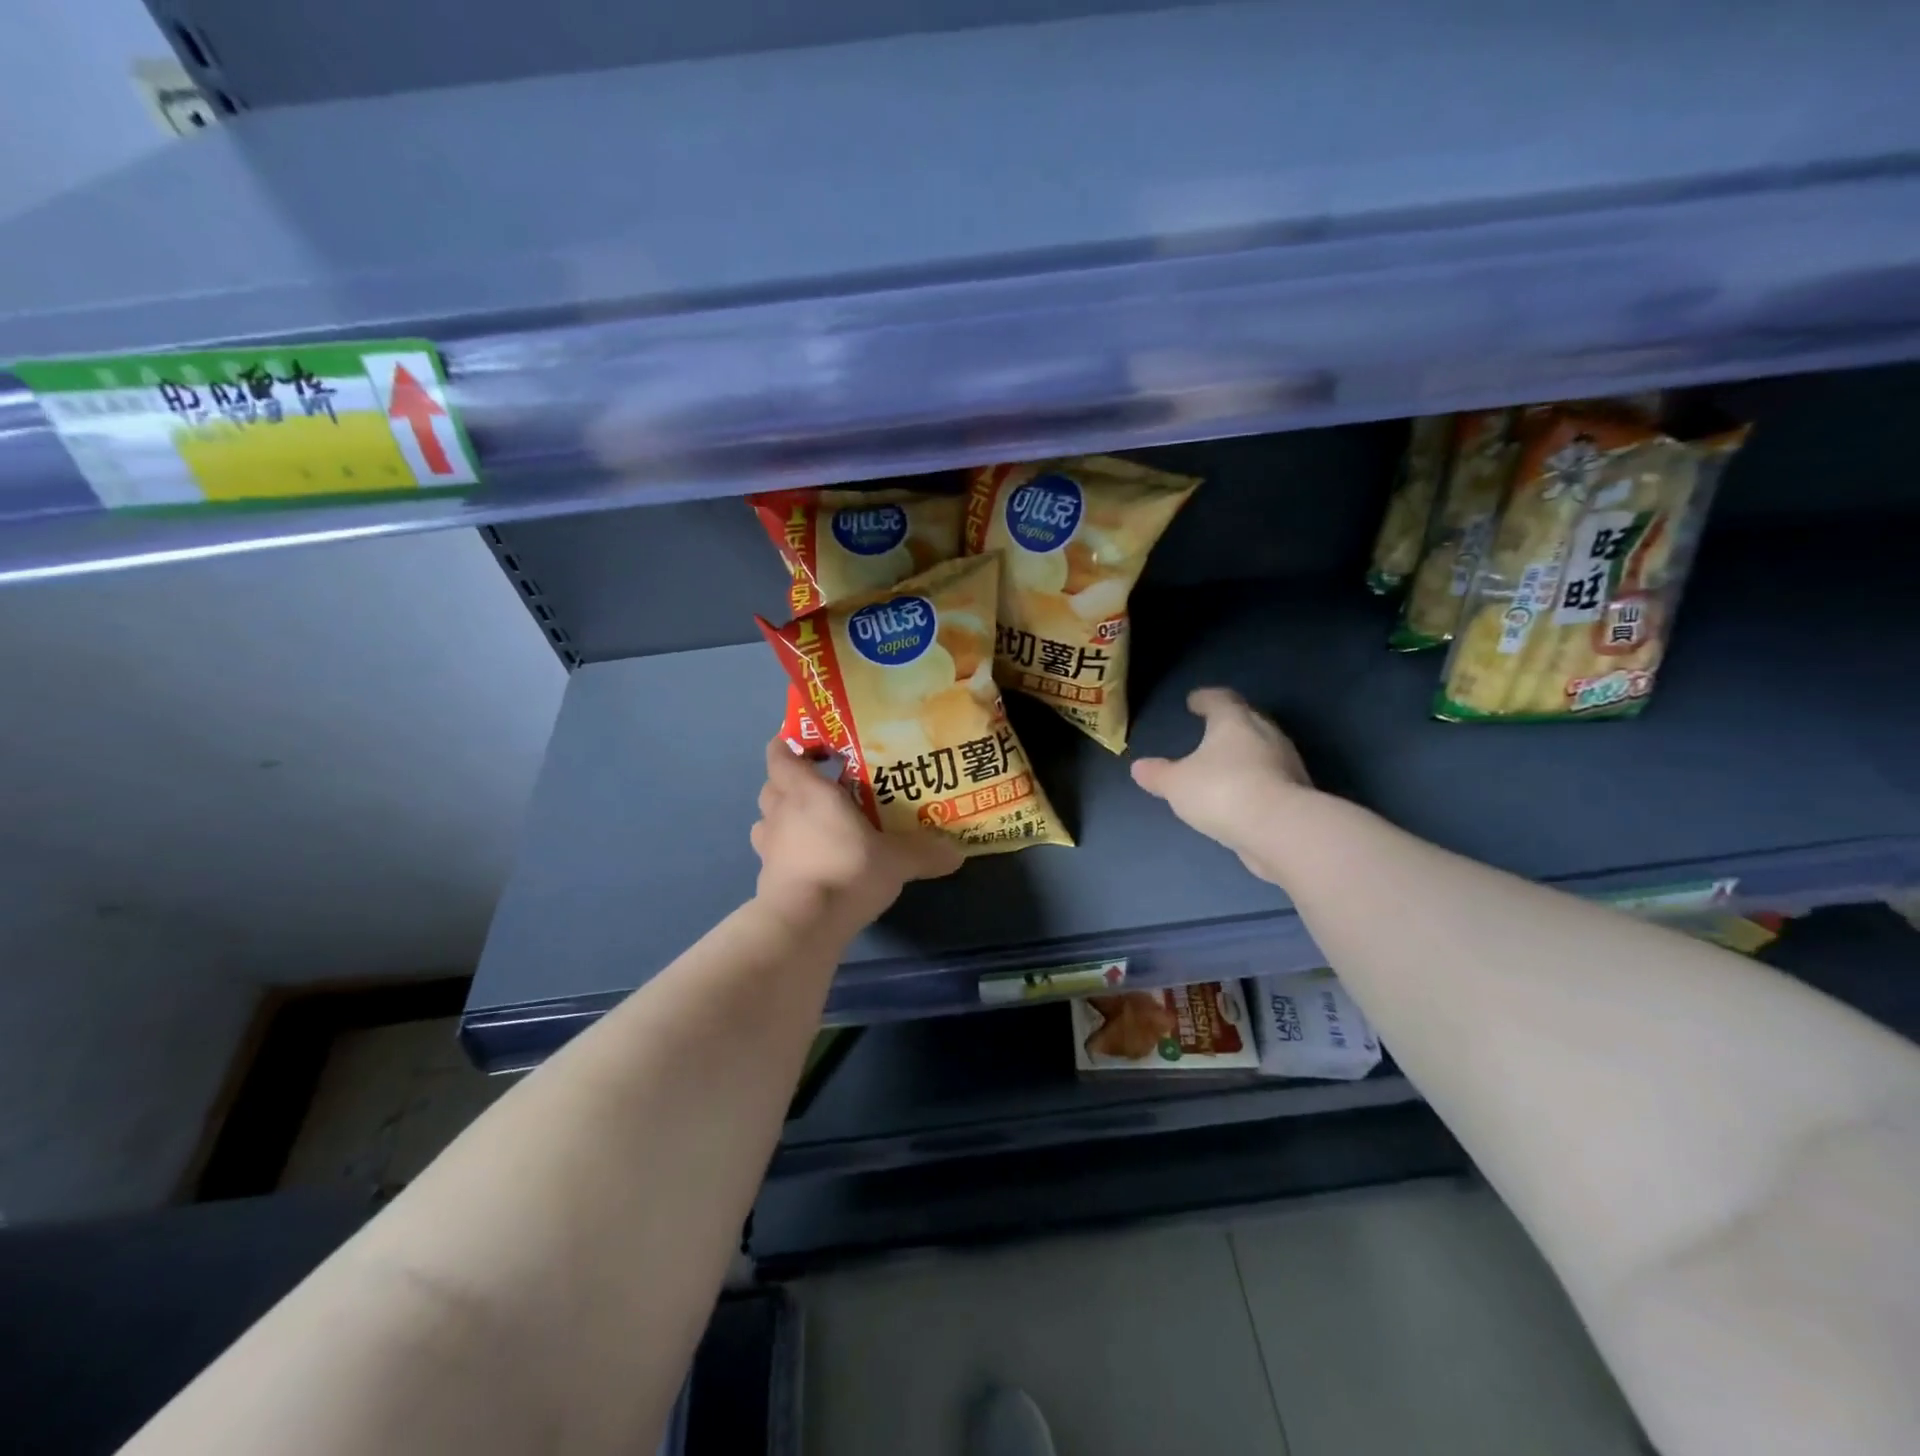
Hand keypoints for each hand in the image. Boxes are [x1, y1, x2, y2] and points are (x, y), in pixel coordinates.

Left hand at [751, 740, 962, 927]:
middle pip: (772, 785)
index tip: (815, 749)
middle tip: (823, 787)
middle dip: (791, 782)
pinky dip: (785, 851)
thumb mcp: (897, 861)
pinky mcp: (765, 877)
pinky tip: (810, 861)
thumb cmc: (847, 870)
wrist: (804, 924)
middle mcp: (781, 811)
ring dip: (783, 816)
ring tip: (812, 824)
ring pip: (767, 818)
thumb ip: (924, 853)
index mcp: (807, 791)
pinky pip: (771, 852)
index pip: (780, 755)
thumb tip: (956, 853)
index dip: (790, 746)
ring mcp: (769, 846)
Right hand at [1130, 688, 1314, 882]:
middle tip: (1210, 729)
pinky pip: (1270, 776)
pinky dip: (1255, 779)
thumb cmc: (1221, 791)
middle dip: (1228, 724)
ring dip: (1244, 753)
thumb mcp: (1176, 784)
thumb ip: (1158, 774)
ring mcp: (1286, 762)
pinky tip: (1241, 794)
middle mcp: (1265, 733)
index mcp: (1234, 721)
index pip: (1220, 699)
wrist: (1280, 829)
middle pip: (1246, 720)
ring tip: (1224, 764)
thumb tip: (1139, 767)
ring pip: (1262, 748)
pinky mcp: (1298, 791)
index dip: (1205, 698)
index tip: (1194, 701)